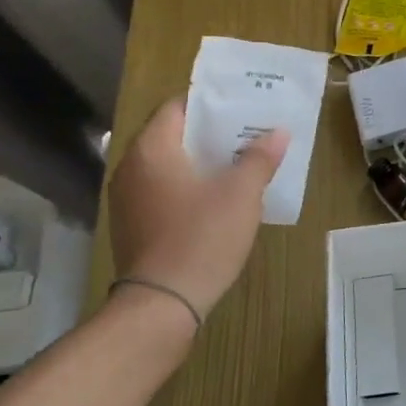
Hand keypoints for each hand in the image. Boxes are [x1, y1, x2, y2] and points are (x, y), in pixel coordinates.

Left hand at [107, 98, 287, 319]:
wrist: (162, 302)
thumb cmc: (202, 237)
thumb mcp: (241, 194)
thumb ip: (260, 158)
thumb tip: (278, 132)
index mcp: (152, 149)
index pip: (178, 106)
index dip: (211, 103)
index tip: (243, 105)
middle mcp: (131, 167)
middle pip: (173, 135)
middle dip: (212, 133)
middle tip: (250, 132)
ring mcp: (128, 198)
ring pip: (169, 165)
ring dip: (201, 161)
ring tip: (239, 163)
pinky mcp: (133, 224)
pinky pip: (163, 190)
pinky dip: (188, 186)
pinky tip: (217, 198)